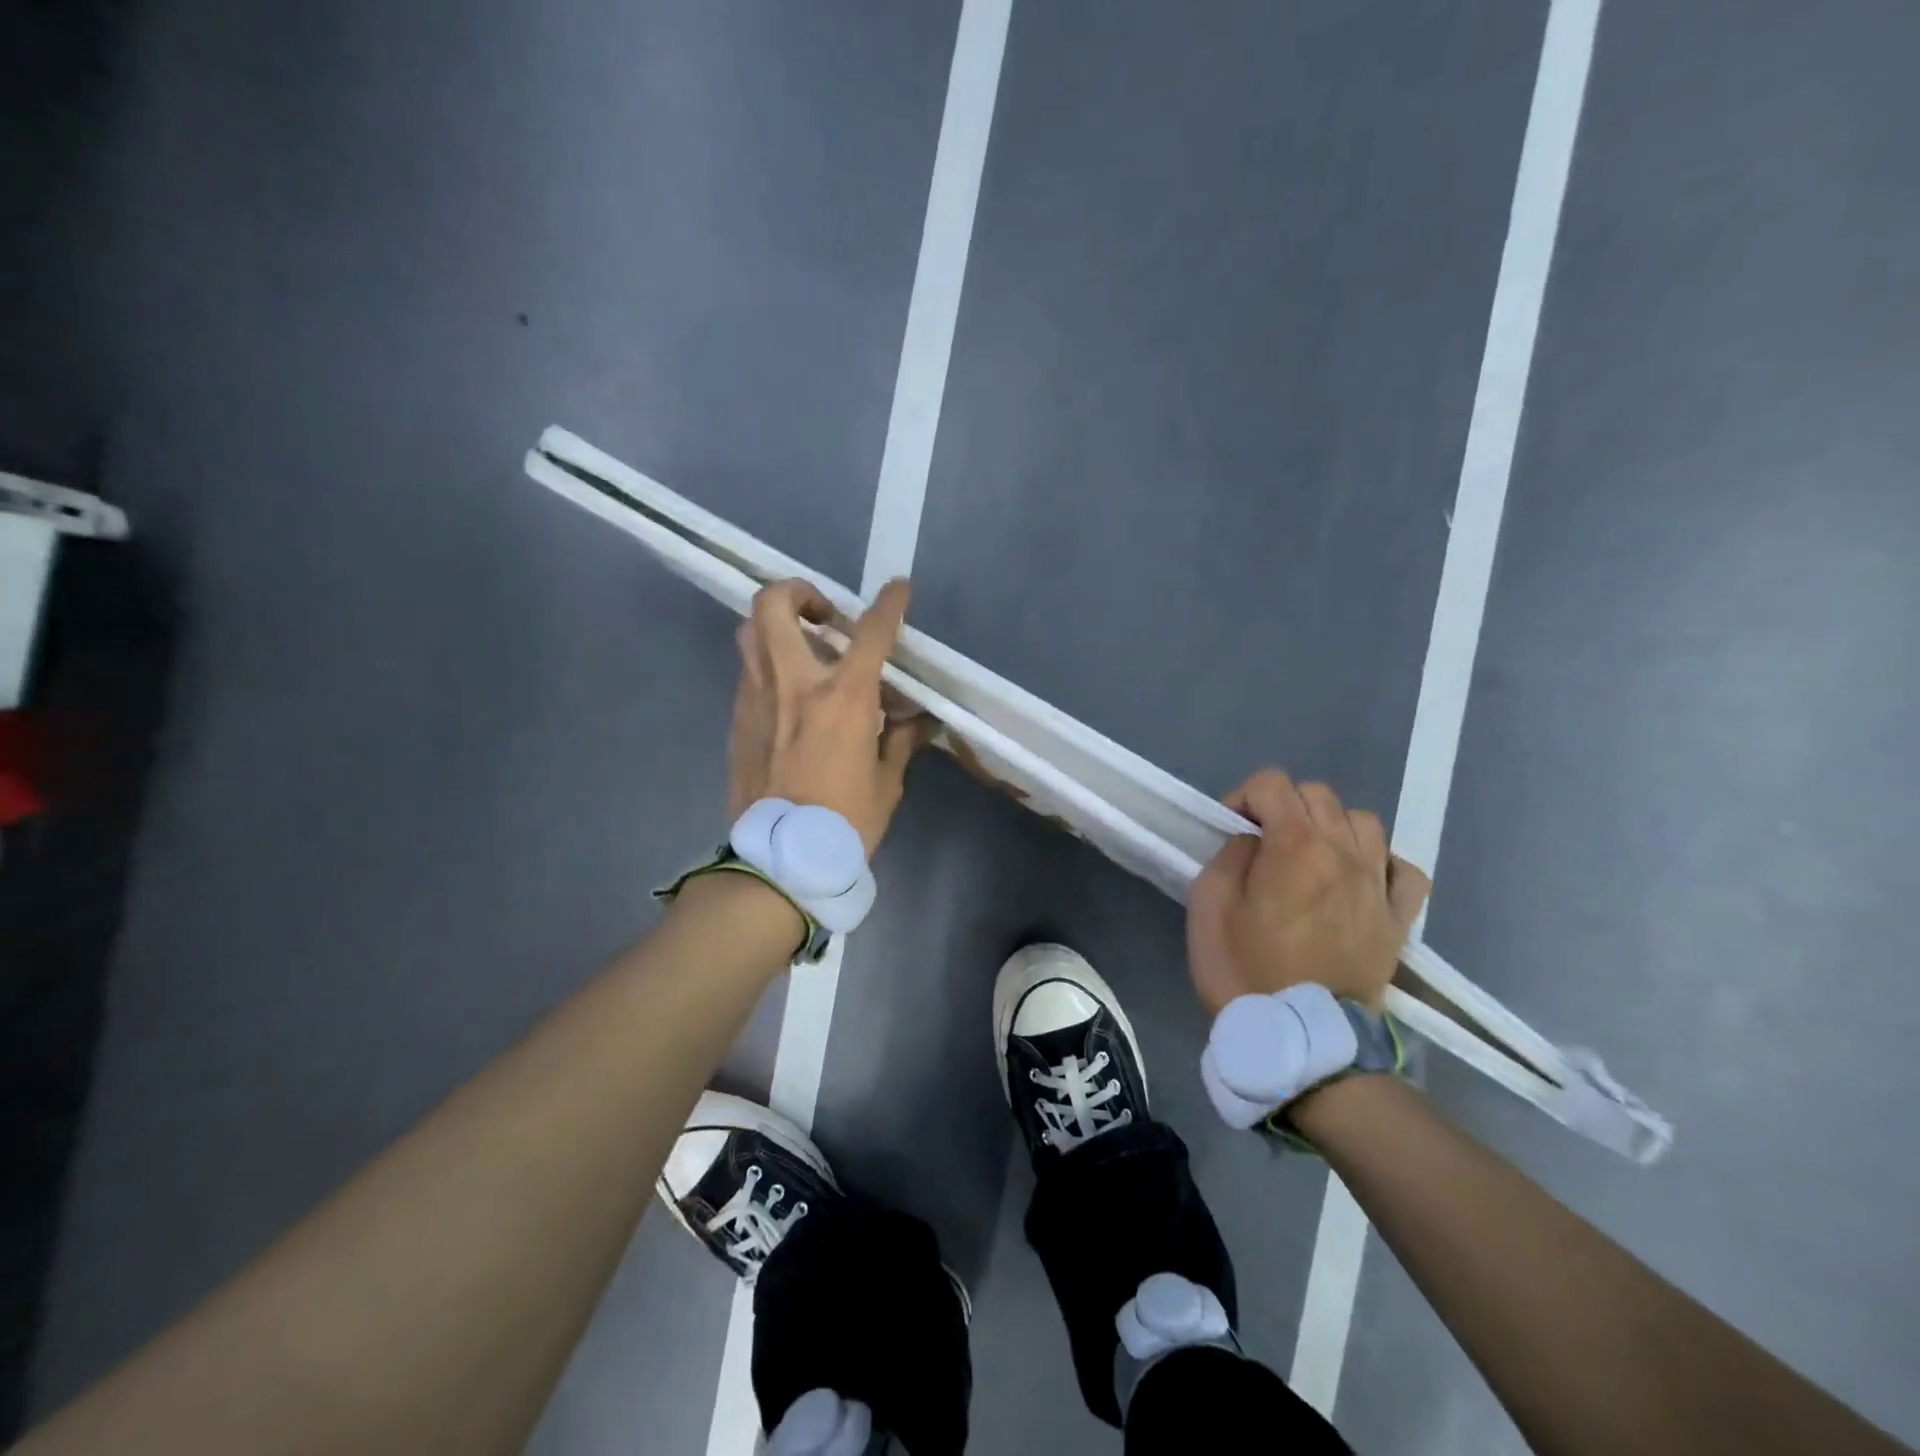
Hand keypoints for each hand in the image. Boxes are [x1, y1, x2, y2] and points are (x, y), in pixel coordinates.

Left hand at [727, 577, 934, 854]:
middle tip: (824, 616)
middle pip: (774, 605)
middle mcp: (794, 684)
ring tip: (803, 648)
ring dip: (776, 626)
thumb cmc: (844, 822)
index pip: (870, 632)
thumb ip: (900, 741)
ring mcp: (756, 699)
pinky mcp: (737, 720)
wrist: (779, 860)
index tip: (898, 588)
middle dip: (799, 592)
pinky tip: (788, 696)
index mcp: (842, 697)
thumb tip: (919, 721)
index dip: (889, 604)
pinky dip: (768, 667)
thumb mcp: (886, 783)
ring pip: (749, 633)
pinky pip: (748, 673)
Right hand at [1187, 769, 1430, 1014]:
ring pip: (1364, 821)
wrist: (1302, 1042)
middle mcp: (1344, 853)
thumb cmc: (1243, 971)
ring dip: (1330, 826)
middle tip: (1262, 843)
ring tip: (1309, 856)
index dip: (1243, 797)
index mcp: (1295, 846)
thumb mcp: (1208, 907)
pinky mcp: (1397, 920)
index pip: (1273, 784)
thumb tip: (1252, 842)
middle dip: (1283, 807)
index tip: (1229, 829)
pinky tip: (1358, 877)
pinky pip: (1403, 870)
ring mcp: (1377, 886)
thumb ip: (1228, 857)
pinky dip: (1380, 862)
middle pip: (1318, 795)